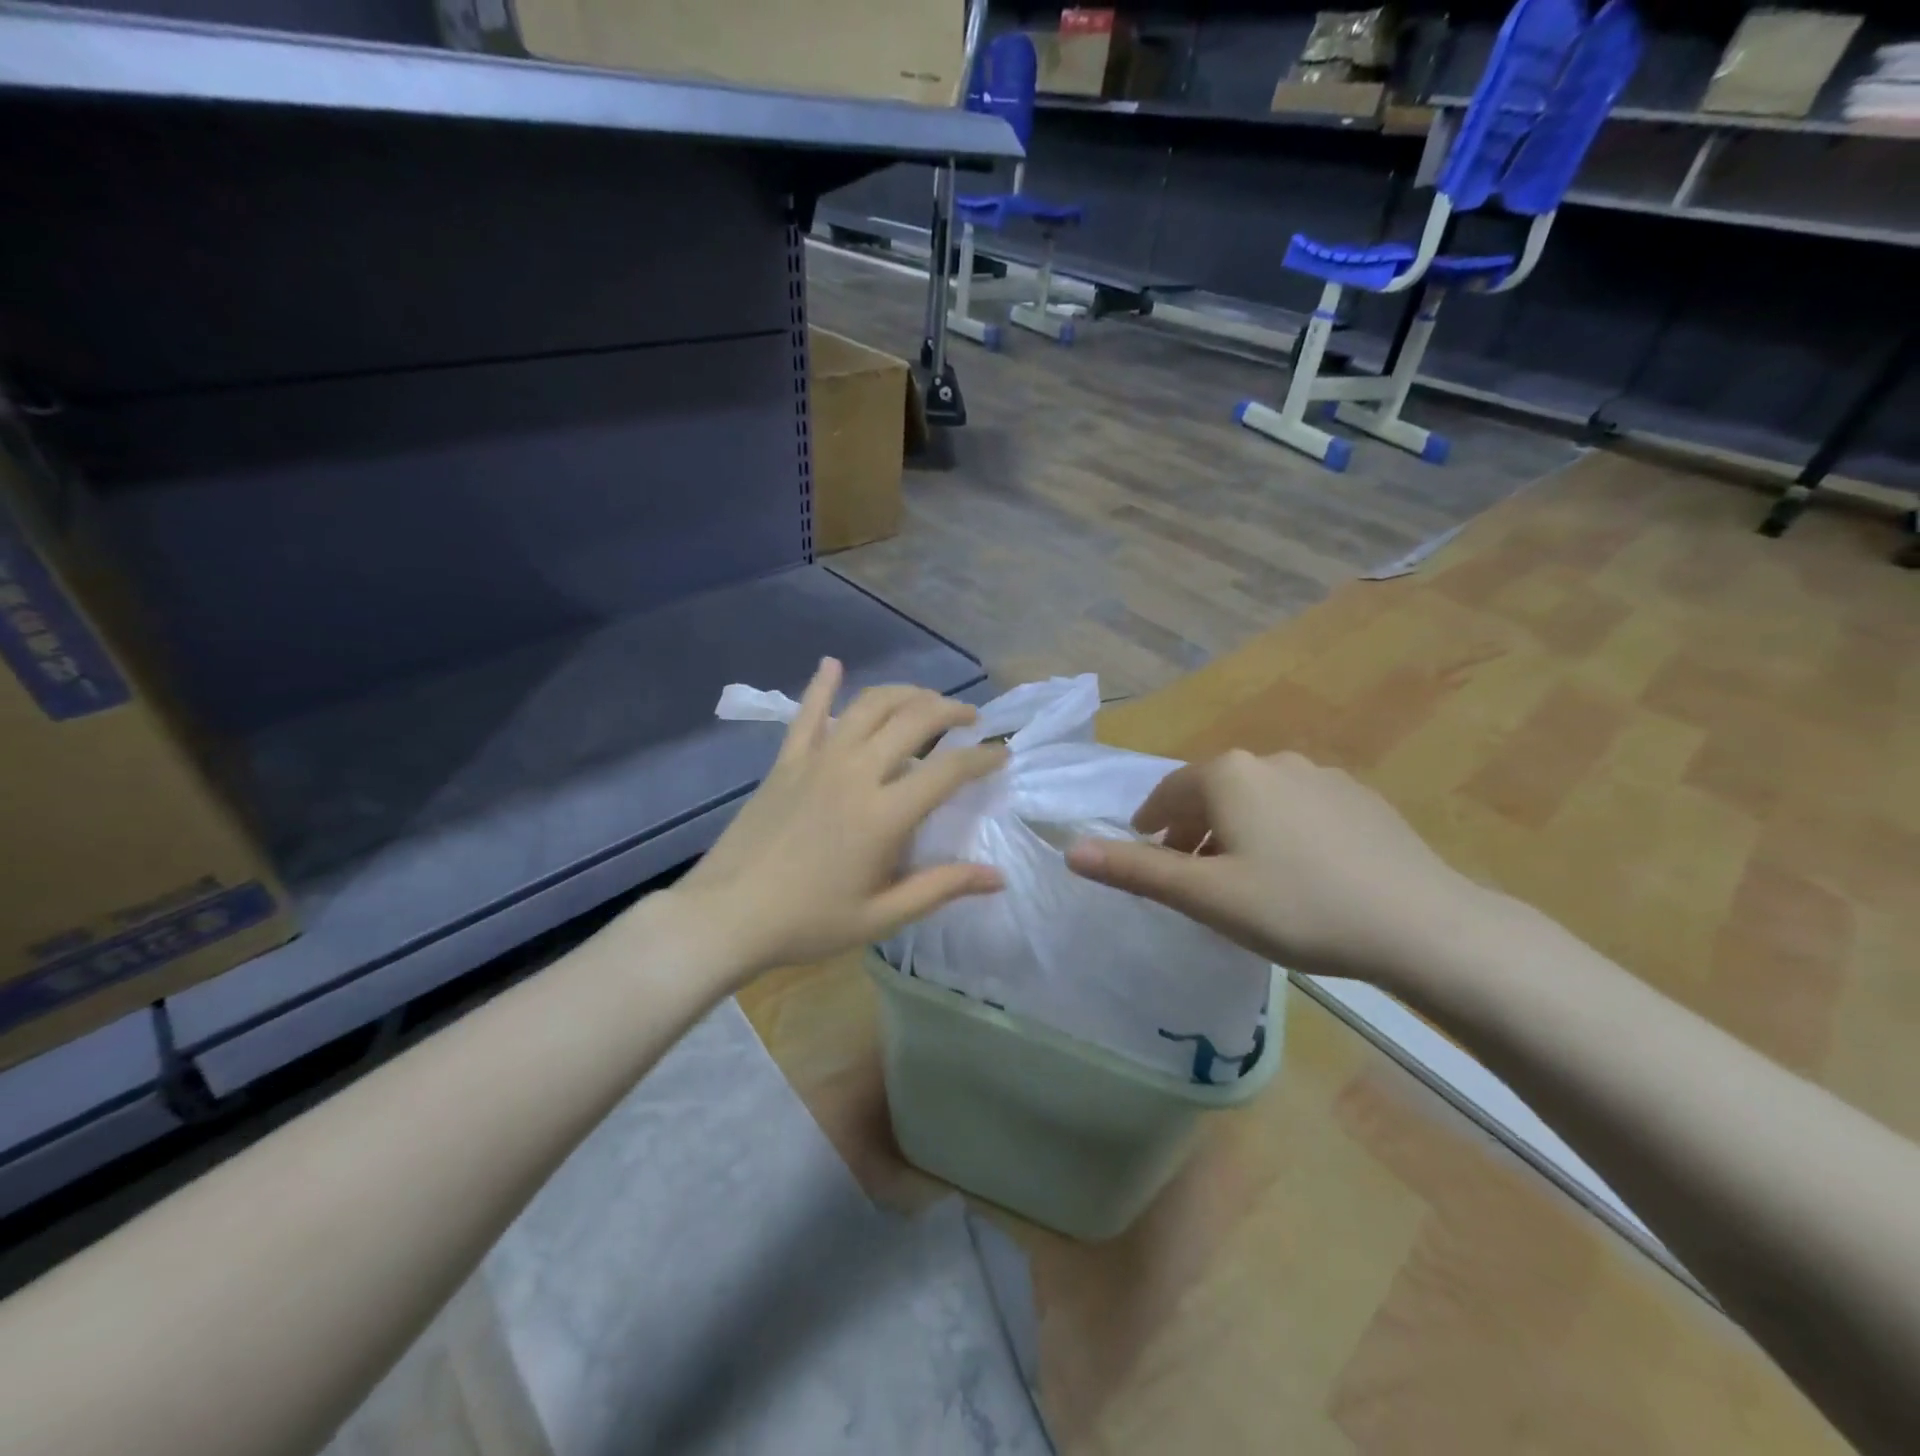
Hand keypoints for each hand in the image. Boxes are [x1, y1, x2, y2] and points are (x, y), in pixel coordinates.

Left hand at [672, 659, 1007, 982]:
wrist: (727, 915)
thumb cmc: (809, 922)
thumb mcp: (882, 916)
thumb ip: (942, 888)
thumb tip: (998, 877)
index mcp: (884, 814)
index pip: (948, 770)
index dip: (983, 758)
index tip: (1002, 754)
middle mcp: (856, 772)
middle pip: (914, 720)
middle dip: (951, 711)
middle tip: (970, 719)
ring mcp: (818, 760)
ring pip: (870, 705)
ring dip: (906, 693)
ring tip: (926, 700)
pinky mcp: (786, 761)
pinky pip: (808, 713)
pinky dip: (823, 685)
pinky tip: (833, 664)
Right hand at [1065, 749, 1492, 986]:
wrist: (1421, 924)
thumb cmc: (1296, 906)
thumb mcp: (1205, 896)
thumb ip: (1136, 870)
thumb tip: (1071, 851)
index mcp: (1228, 775)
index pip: (1167, 793)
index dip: (1149, 825)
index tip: (1146, 855)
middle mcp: (1271, 760)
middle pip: (1212, 793)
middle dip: (1192, 830)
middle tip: (1189, 877)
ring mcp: (1321, 775)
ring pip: (1256, 800)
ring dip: (1235, 831)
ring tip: (1242, 879)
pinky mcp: (1359, 799)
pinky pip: (1298, 810)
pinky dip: (1279, 833)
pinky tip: (1298, 874)